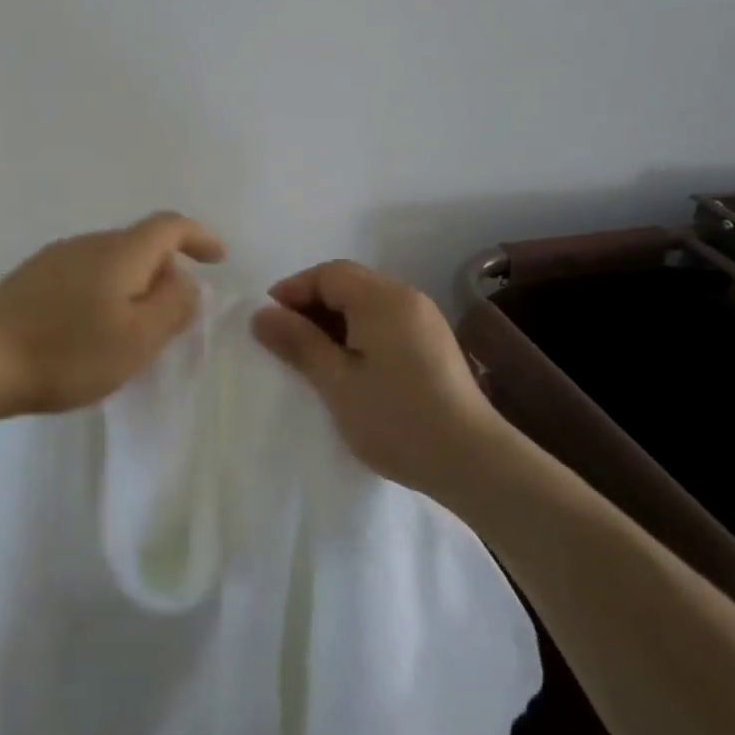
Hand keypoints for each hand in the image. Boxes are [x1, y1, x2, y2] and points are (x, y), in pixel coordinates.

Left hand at [0, 212, 226, 417]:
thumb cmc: (68, 351)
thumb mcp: (138, 338)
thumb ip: (173, 306)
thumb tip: (187, 282)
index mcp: (120, 251)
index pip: (169, 225)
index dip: (199, 236)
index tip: (218, 258)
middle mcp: (88, 243)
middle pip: (139, 243)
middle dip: (165, 271)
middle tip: (173, 315)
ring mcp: (54, 258)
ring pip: (110, 261)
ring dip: (132, 286)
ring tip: (132, 329)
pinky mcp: (31, 280)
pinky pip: (84, 276)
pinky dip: (104, 293)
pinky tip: (91, 330)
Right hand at [252, 260, 501, 496]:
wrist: (473, 461)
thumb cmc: (396, 418)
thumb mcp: (336, 382)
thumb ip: (298, 343)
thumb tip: (261, 314)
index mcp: (382, 298)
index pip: (328, 273)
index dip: (293, 290)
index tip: (268, 322)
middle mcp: (406, 297)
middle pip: (349, 283)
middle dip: (312, 304)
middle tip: (285, 340)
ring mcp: (425, 320)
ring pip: (367, 303)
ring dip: (334, 319)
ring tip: (312, 356)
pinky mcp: (434, 343)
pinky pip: (385, 321)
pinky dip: (358, 332)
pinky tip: (349, 366)